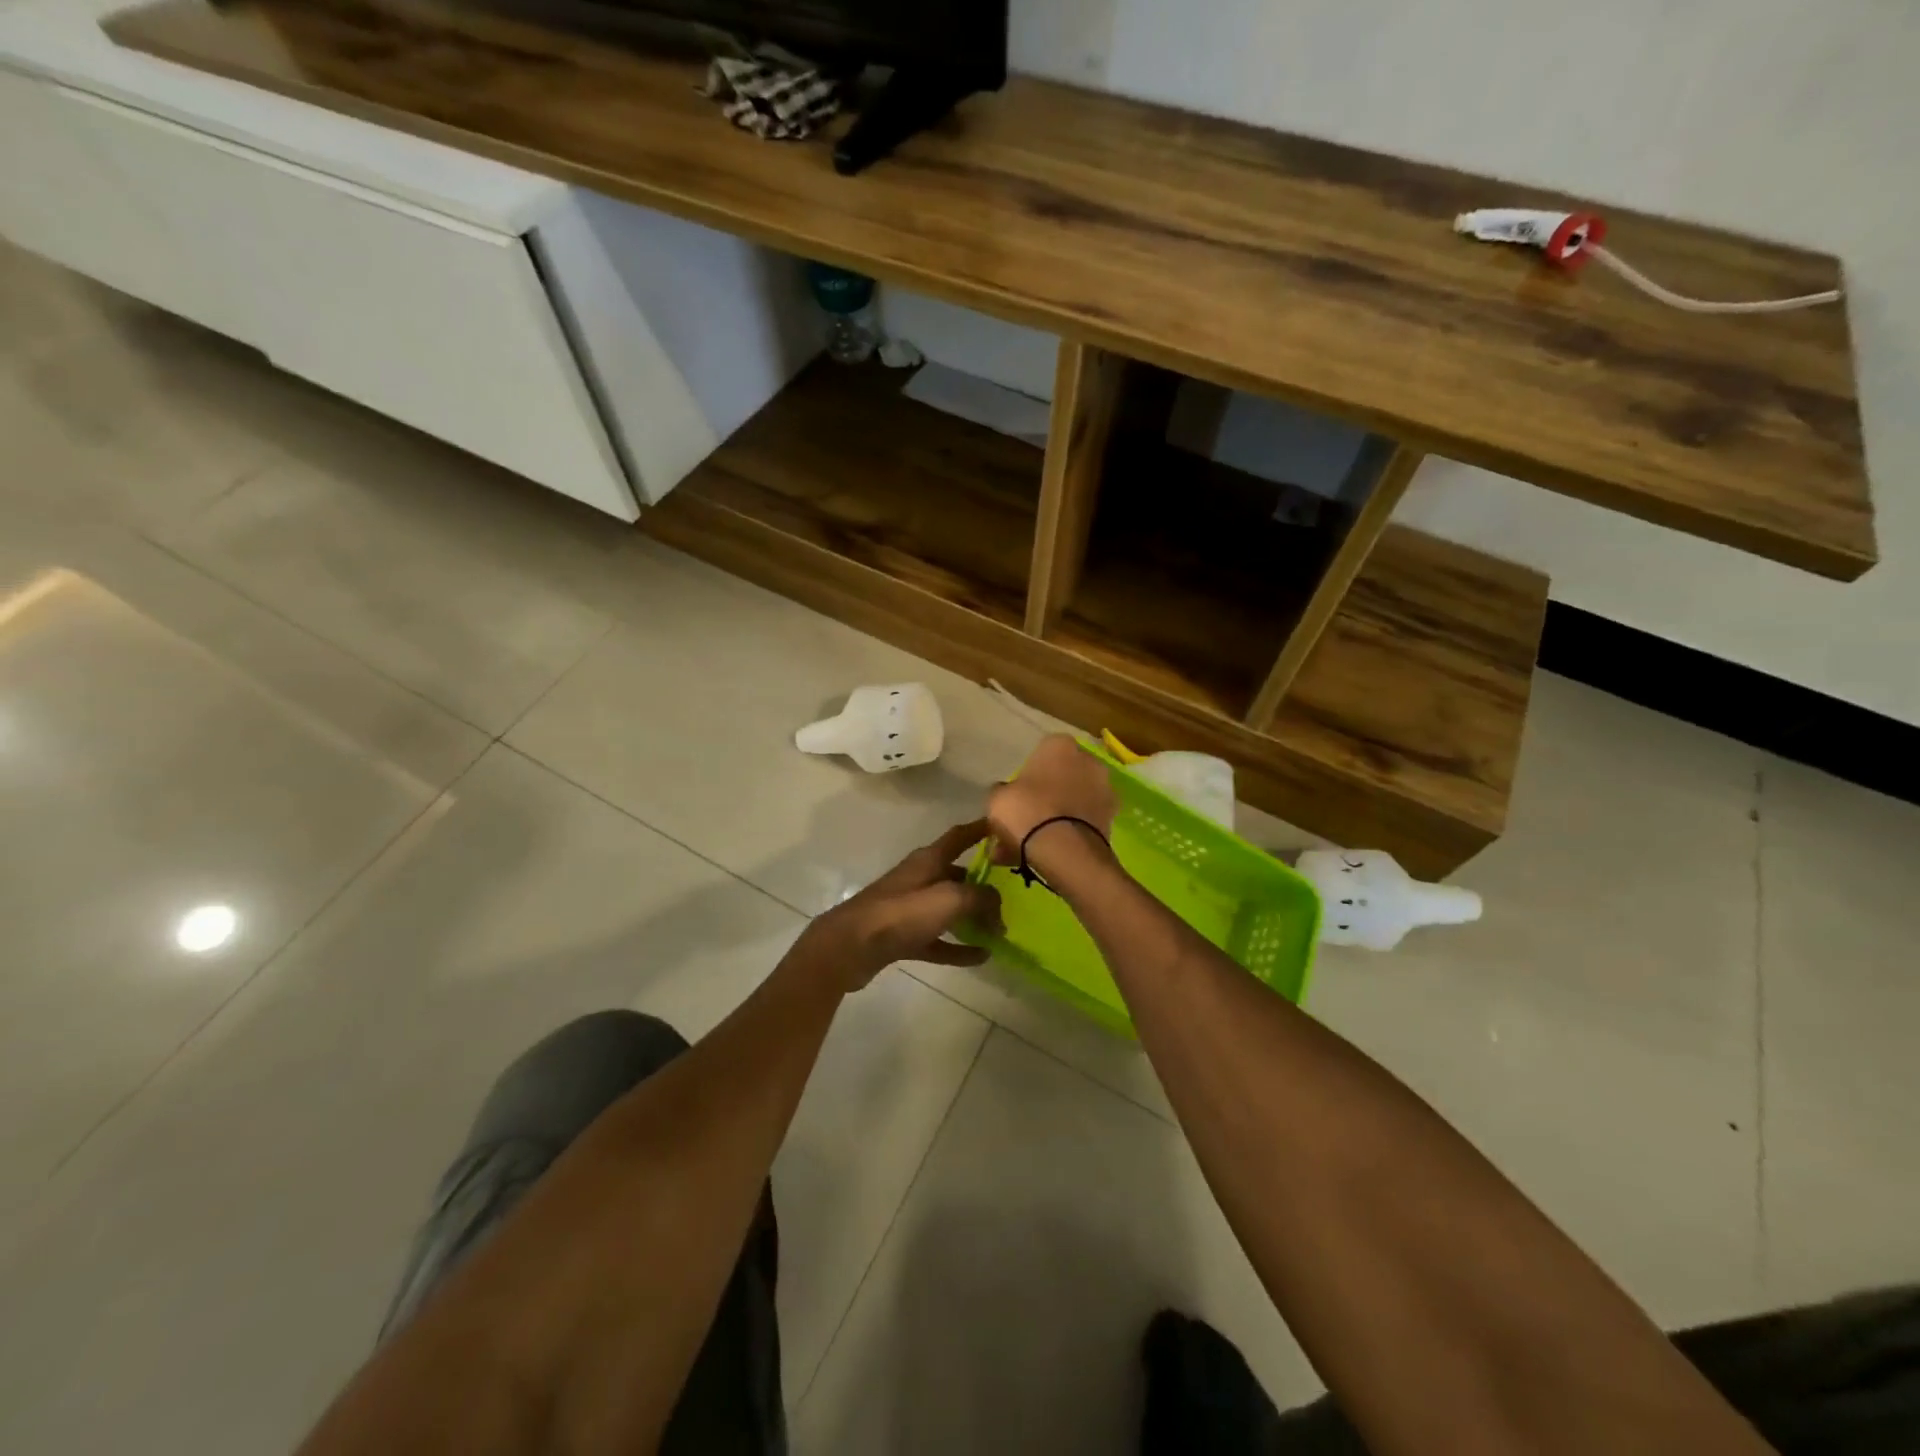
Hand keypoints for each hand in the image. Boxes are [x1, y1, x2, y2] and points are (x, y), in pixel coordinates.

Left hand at [793, 821, 1002, 993]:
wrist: (850, 946)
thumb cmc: (901, 913)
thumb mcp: (949, 899)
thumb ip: (980, 898)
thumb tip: (998, 908)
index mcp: (928, 860)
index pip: (960, 836)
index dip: (981, 829)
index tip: (1004, 826)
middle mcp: (920, 878)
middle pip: (958, 876)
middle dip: (984, 884)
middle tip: (1013, 897)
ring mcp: (910, 909)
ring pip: (949, 909)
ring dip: (973, 918)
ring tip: (1000, 931)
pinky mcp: (903, 936)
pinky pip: (939, 939)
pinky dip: (958, 947)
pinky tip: (981, 957)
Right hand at [987, 735, 1117, 868]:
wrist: (1065, 850)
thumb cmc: (1027, 811)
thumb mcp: (998, 798)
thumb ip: (1003, 792)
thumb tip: (1007, 795)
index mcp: (1060, 745)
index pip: (1042, 753)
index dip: (1029, 775)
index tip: (1018, 795)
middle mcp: (1088, 761)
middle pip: (1061, 778)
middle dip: (1045, 797)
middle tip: (1025, 821)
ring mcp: (1104, 790)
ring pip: (1072, 803)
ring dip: (1056, 819)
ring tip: (1030, 847)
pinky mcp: (1112, 819)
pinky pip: (1081, 823)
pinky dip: (1067, 835)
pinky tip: (1046, 856)